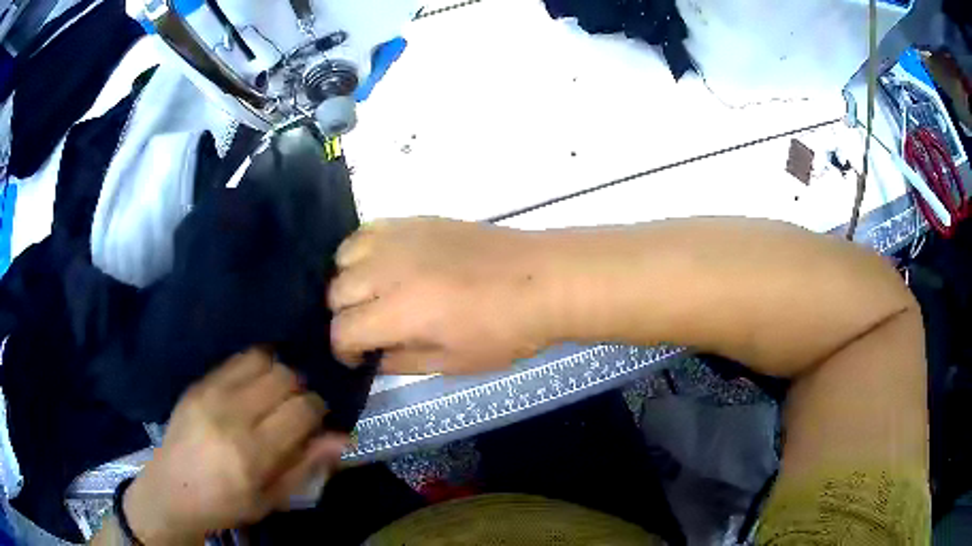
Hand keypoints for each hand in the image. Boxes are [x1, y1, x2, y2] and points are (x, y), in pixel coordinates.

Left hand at [123, 349, 347, 544]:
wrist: (173, 488)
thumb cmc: (227, 503)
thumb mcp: (272, 499)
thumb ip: (306, 466)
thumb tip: (341, 437)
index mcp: (253, 452)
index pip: (302, 409)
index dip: (318, 411)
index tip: (317, 420)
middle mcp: (232, 414)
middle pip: (285, 377)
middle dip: (300, 390)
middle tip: (295, 409)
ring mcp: (211, 393)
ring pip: (263, 360)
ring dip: (278, 374)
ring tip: (274, 394)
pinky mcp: (198, 383)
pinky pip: (237, 359)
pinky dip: (255, 367)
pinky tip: (254, 385)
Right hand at [328, 218, 553, 373]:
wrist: (542, 279)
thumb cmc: (505, 331)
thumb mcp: (452, 363)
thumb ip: (402, 360)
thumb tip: (372, 355)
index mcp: (401, 312)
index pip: (342, 330)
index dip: (343, 351)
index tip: (358, 358)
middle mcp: (389, 269)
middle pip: (336, 292)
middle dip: (344, 318)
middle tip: (369, 331)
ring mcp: (401, 238)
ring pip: (343, 256)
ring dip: (348, 281)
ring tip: (371, 295)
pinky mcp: (415, 220)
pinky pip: (368, 230)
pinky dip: (362, 250)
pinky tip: (381, 265)